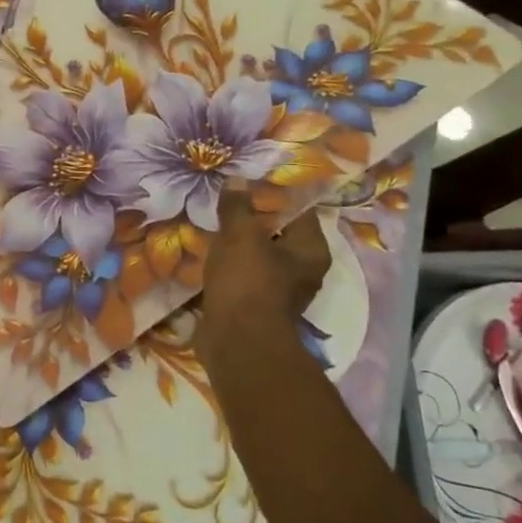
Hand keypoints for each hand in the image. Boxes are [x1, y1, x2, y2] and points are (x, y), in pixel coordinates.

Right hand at [202, 178, 332, 328]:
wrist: (236, 342)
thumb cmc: (247, 281)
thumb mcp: (239, 235)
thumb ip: (237, 206)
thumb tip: (237, 180)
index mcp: (311, 250)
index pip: (298, 210)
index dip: (272, 193)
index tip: (247, 182)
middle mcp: (304, 270)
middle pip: (277, 233)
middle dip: (251, 219)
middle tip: (225, 201)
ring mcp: (280, 291)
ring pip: (259, 256)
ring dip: (238, 245)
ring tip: (213, 225)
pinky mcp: (257, 307)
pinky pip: (244, 277)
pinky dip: (229, 266)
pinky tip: (209, 254)